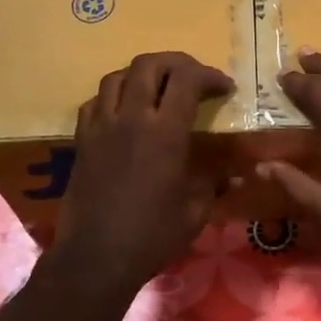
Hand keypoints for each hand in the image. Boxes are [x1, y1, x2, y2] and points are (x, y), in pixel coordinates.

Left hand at [53, 52, 234, 292]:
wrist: (96, 258)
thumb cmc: (153, 235)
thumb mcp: (196, 210)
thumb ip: (215, 182)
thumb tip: (238, 174)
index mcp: (164, 131)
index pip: (187, 78)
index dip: (210, 75)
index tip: (225, 88)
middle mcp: (131, 117)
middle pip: (149, 64)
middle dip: (176, 62)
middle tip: (194, 78)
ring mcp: (101, 126)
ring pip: (117, 76)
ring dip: (142, 74)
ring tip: (158, 88)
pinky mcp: (82, 140)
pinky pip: (95, 101)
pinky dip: (113, 96)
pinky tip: (124, 112)